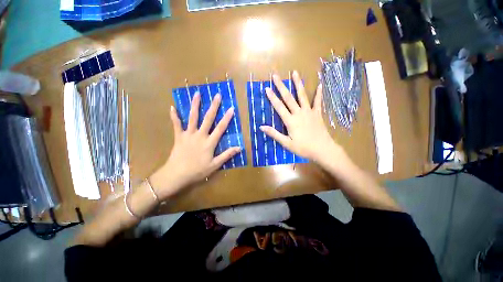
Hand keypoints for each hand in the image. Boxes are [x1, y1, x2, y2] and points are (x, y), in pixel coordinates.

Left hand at [153, 92, 240, 197]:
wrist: (177, 174)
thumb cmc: (197, 171)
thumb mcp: (215, 165)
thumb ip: (227, 155)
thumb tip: (239, 148)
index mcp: (209, 142)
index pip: (220, 128)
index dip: (227, 118)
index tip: (231, 108)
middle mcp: (200, 135)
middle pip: (208, 119)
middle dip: (214, 106)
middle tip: (217, 95)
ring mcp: (188, 134)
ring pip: (192, 117)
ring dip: (195, 105)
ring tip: (197, 94)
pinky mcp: (179, 136)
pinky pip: (176, 125)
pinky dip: (174, 116)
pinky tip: (172, 107)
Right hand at [260, 71, 339, 162]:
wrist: (322, 149)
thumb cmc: (303, 148)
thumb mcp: (286, 143)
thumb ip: (274, 134)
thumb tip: (261, 127)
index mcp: (290, 121)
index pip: (279, 107)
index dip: (272, 97)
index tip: (267, 88)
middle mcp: (299, 113)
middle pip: (288, 97)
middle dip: (281, 86)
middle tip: (276, 76)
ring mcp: (309, 112)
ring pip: (302, 96)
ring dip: (298, 84)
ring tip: (295, 73)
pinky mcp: (317, 114)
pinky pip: (318, 102)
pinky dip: (318, 93)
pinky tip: (320, 84)